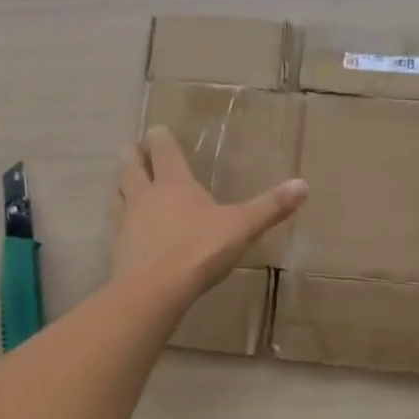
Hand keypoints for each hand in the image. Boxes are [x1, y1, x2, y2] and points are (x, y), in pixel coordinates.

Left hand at [113, 126, 307, 299]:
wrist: (154, 289)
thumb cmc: (200, 250)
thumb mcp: (242, 227)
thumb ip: (270, 207)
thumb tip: (304, 185)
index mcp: (174, 183)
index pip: (164, 151)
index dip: (160, 138)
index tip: (156, 129)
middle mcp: (146, 195)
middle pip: (131, 167)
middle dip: (134, 156)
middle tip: (133, 149)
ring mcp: (127, 221)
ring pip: (118, 193)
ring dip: (121, 184)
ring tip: (124, 182)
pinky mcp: (118, 247)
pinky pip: (115, 224)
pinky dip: (119, 218)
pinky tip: (124, 226)